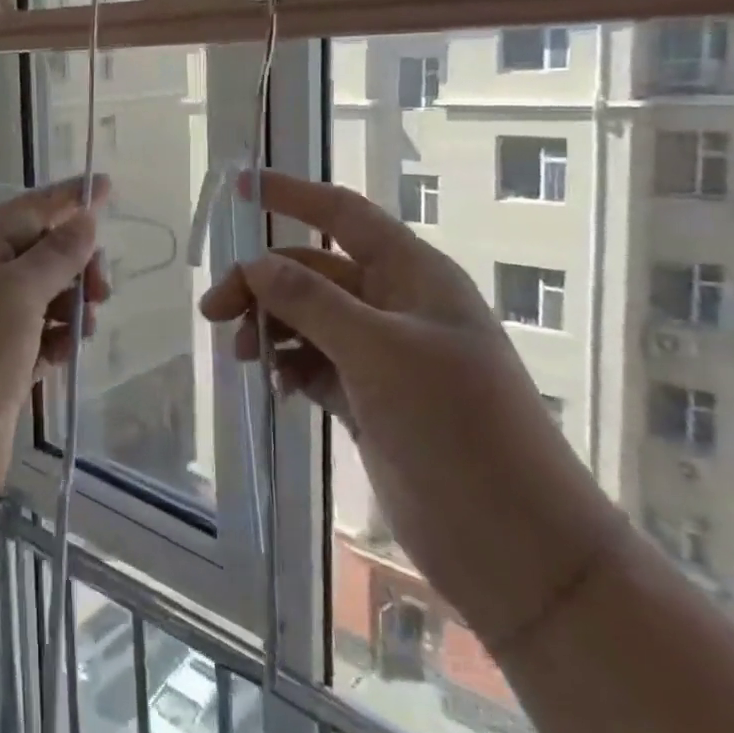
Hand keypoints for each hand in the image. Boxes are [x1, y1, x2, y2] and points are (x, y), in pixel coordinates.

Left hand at [0, 175, 112, 526]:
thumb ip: (55, 255)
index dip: (67, 198)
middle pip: (39, 254)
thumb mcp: (15, 294)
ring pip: (43, 298)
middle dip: (76, 262)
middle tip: (102, 289)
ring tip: (87, 325)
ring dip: (72, 303)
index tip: (108, 186)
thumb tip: (84, 219)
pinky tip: (70, 352)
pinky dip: (60, 339)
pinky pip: (40, 338)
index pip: (27, 210)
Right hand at [199, 172, 619, 646]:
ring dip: (271, 326)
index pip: (343, 215)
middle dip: (262, 282)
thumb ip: (313, 302)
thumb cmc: (460, 430)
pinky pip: (314, 364)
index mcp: (413, 277)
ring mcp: (383, 356)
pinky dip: (289, 366)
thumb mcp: (381, 354)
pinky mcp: (371, 400)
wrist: (517, 546)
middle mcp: (397, 307)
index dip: (292, 194)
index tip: (239, 186)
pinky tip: (275, 387)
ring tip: (245, 356)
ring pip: (308, 319)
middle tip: (216, 313)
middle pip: (312, 271)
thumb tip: (256, 264)